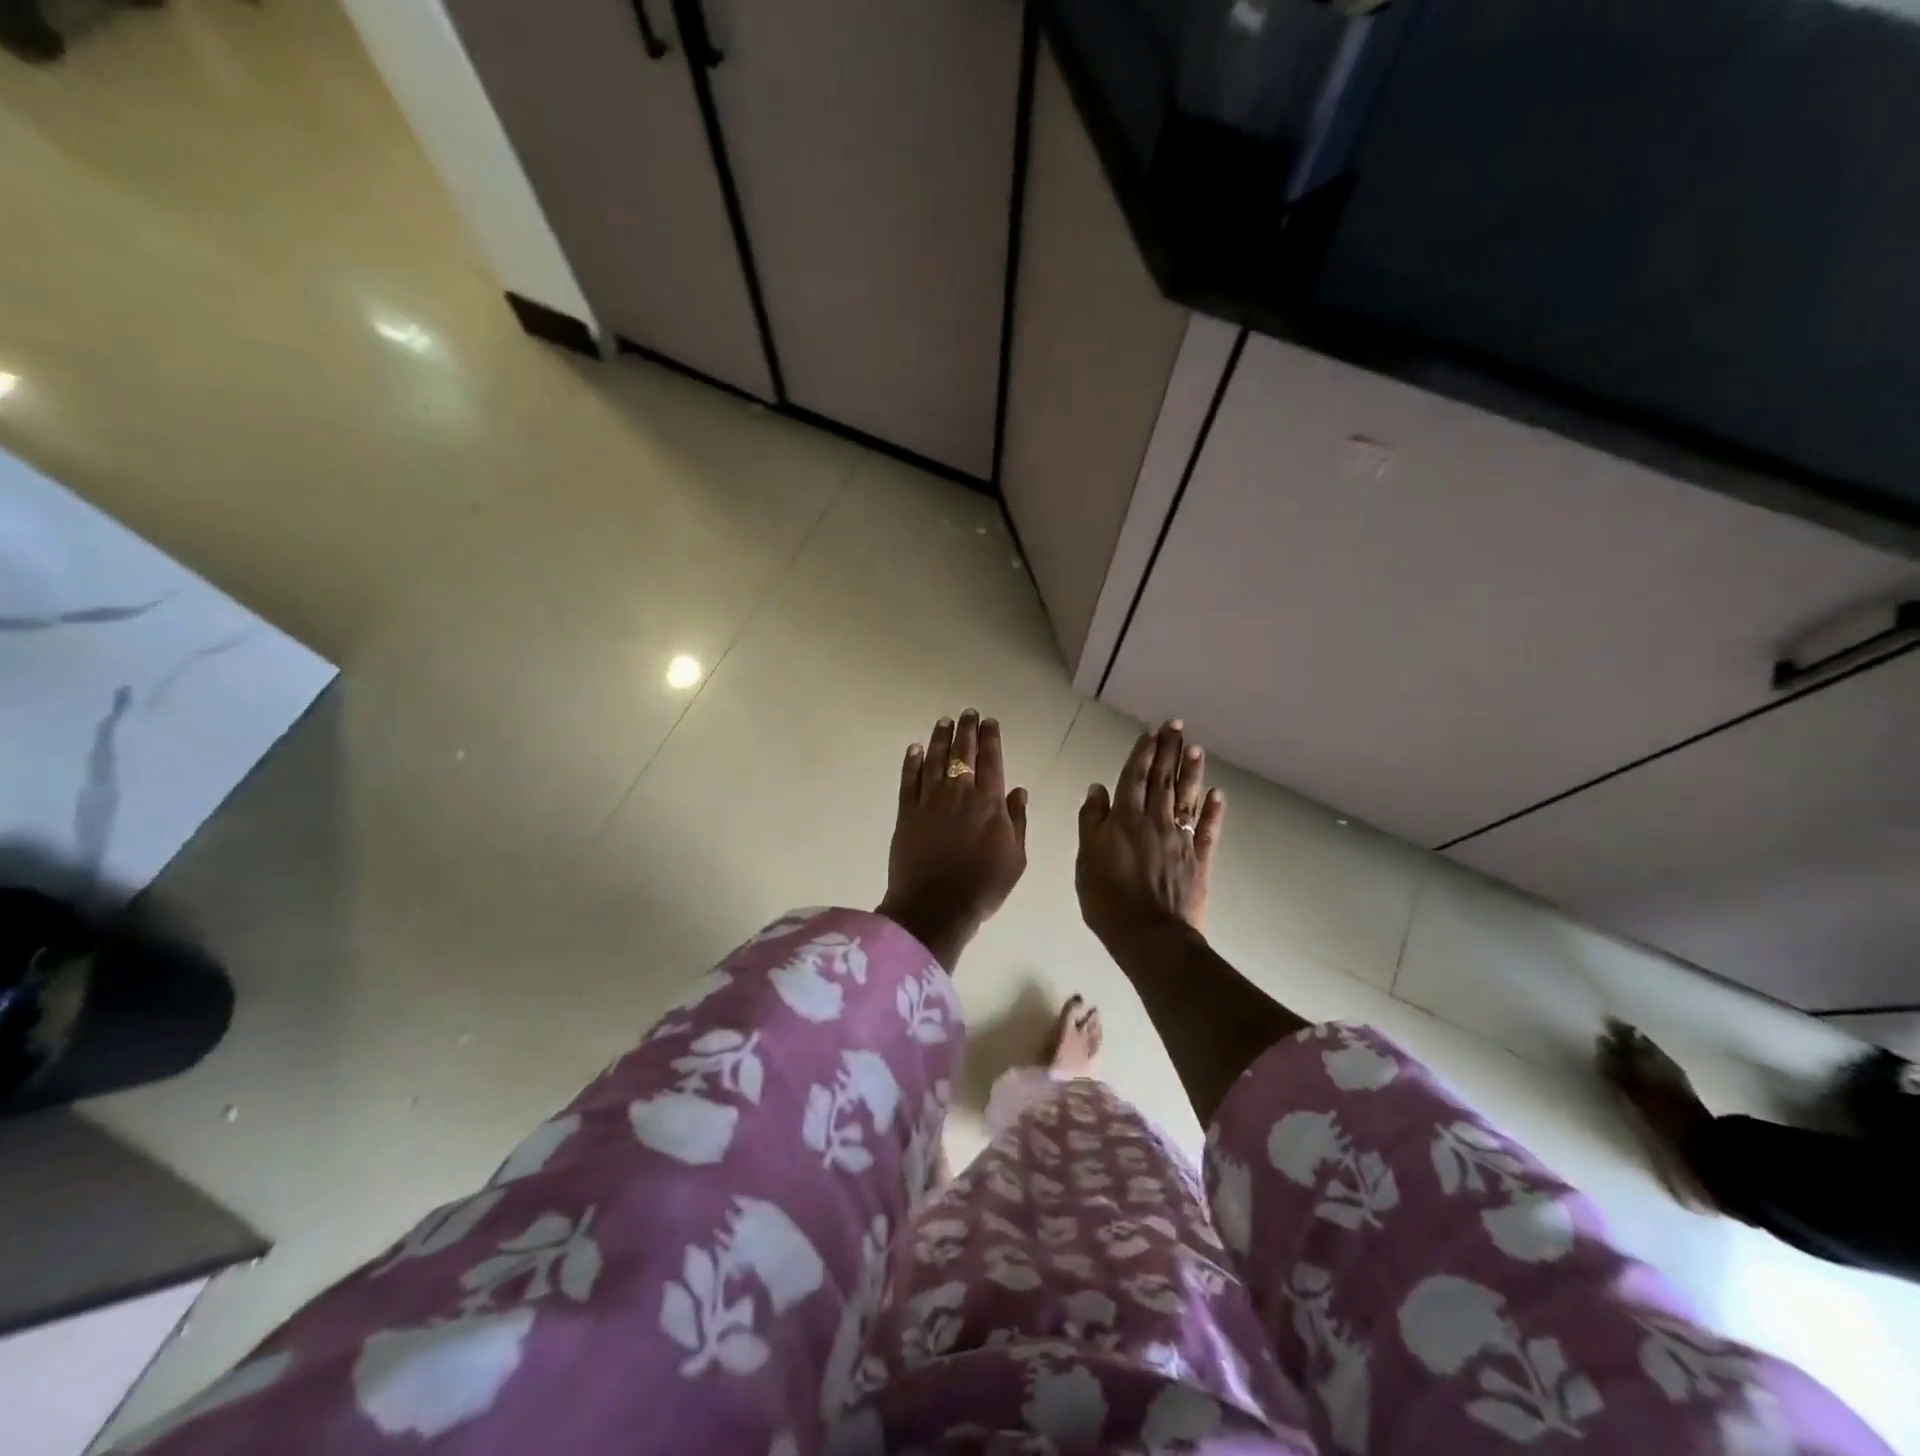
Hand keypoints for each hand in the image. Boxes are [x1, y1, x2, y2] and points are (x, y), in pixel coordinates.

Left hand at [878, 710, 1028, 969]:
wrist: (935, 908)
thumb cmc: (983, 887)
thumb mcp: (1016, 858)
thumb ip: (1018, 821)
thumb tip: (1019, 791)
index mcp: (989, 803)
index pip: (992, 761)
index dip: (990, 739)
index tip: (989, 721)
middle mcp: (959, 793)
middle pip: (962, 753)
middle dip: (966, 730)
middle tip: (967, 713)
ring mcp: (930, 801)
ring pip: (935, 760)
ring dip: (940, 739)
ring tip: (944, 722)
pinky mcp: (906, 813)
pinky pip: (909, 780)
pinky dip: (912, 762)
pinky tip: (915, 749)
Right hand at [1076, 719, 1224, 947]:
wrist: (1150, 935)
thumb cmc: (1108, 899)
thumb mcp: (1086, 859)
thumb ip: (1092, 821)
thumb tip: (1098, 788)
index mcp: (1125, 819)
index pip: (1135, 777)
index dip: (1143, 753)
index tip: (1152, 731)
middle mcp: (1155, 821)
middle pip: (1163, 780)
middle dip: (1170, 750)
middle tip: (1177, 725)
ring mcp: (1180, 840)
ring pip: (1186, 798)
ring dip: (1191, 772)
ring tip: (1196, 748)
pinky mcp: (1198, 860)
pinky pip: (1207, 830)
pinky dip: (1213, 811)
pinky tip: (1217, 794)